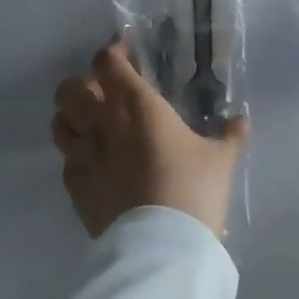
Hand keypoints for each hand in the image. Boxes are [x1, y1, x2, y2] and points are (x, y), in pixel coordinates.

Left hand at [52, 39, 247, 240]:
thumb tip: (239, 121)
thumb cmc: (192, 189)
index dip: (113, 52)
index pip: (107, 62)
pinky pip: (65, 159)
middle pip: (70, 87)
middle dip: (84, 83)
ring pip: (59, 120)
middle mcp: (102, 122)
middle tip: (107, 92)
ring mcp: (82, 155)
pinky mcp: (74, 187)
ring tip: (92, 123)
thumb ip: (229, 136)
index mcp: (137, 104)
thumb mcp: (221, 160)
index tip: (127, 54)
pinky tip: (94, 162)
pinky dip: (75, 154)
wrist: (160, 246)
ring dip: (71, 116)